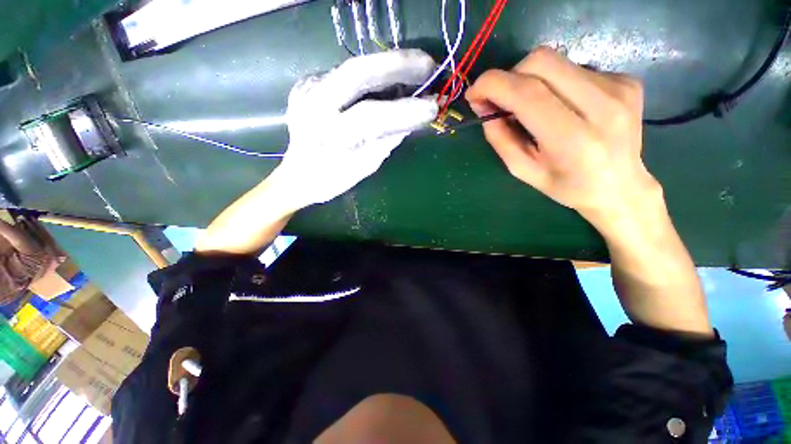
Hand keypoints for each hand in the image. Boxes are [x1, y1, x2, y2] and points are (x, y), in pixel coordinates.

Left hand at [274, 49, 438, 208]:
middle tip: (429, 67)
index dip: (406, 110)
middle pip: (357, 72)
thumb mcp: (366, 166)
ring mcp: (307, 89)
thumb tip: (415, 118)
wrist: (298, 176)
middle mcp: (313, 105)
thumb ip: (388, 139)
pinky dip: (372, 75)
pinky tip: (387, 82)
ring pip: (354, 66)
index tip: (434, 107)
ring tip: (415, 72)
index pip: (371, 116)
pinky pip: (346, 73)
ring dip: (388, 66)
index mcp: (328, 137)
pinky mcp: (308, 83)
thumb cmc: (333, 179)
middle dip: (398, 65)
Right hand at [466, 47, 661, 231]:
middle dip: (510, 77)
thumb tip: (483, 105)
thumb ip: (500, 138)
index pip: (527, 93)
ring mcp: (619, 87)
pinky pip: (574, 69)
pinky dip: (554, 83)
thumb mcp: (522, 170)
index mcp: (572, 140)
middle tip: (502, 100)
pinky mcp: (626, 79)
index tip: (474, 93)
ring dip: (530, 80)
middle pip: (541, 62)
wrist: (620, 186)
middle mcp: (602, 106)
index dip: (492, 85)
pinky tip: (560, 106)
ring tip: (532, 106)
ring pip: (556, 61)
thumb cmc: (566, 186)